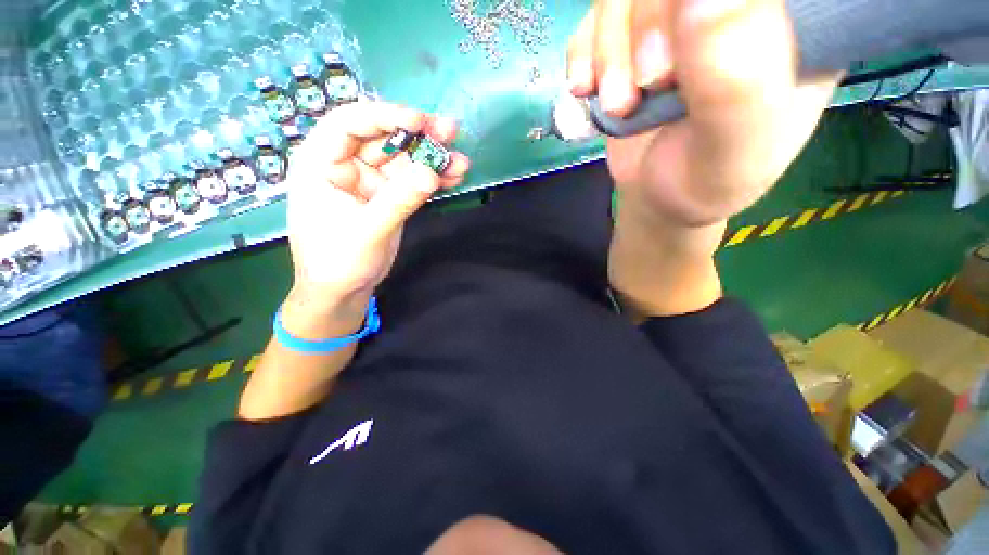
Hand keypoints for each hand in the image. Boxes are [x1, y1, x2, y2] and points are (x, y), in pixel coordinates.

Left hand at [285, 101, 469, 309]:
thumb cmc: (338, 261)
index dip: (384, 116)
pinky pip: (413, 182)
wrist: (343, 291)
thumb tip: (432, 173)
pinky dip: (433, 179)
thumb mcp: (367, 231)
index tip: (419, 121)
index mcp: (322, 164)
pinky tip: (454, 177)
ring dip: (433, 159)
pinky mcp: (390, 197)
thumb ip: (398, 201)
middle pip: (384, 138)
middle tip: (450, 132)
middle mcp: (347, 166)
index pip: (348, 124)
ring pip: (404, 160)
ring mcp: (372, 182)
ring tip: (461, 161)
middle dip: (418, 135)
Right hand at [567, 0, 839, 226]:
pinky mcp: (633, 37)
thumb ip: (732, 83)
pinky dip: (581, 55)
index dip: (699, 9)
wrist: (660, 197)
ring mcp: (679, 15)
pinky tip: (586, 90)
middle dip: (645, 28)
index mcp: (792, 18)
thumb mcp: (731, 148)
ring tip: (618, 105)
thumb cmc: (705, 181)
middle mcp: (735, 5)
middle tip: (644, 89)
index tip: (679, 61)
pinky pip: (594, 18)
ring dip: (607, 51)